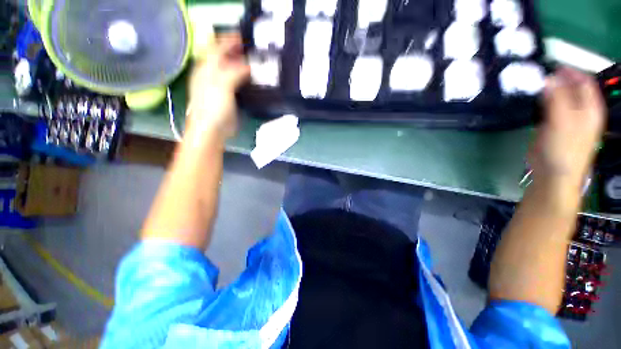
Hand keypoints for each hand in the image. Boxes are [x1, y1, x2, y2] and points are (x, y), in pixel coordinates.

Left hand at [187, 33, 249, 139]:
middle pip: (225, 57)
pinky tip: (253, 78)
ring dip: (242, 64)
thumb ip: (235, 72)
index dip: (230, 40)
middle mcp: (213, 74)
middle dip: (237, 50)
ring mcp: (221, 85)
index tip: (244, 36)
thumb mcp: (222, 86)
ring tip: (255, 61)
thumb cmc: (213, 107)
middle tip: (252, 49)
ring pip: (232, 69)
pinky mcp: (229, 96)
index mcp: (207, 68)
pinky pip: (238, 82)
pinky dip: (245, 77)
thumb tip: (249, 65)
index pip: (218, 47)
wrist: (212, 129)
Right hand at [529, 67, 605, 189]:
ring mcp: (567, 118)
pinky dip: (541, 101)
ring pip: (559, 97)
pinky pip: (549, 107)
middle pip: (571, 87)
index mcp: (591, 108)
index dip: (570, 71)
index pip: (584, 81)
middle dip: (557, 79)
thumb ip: (557, 98)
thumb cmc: (563, 148)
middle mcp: (581, 110)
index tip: (551, 64)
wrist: (553, 173)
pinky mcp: (553, 126)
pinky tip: (532, 99)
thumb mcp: (562, 121)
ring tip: (532, 84)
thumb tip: (548, 78)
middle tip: (537, 73)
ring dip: (548, 90)